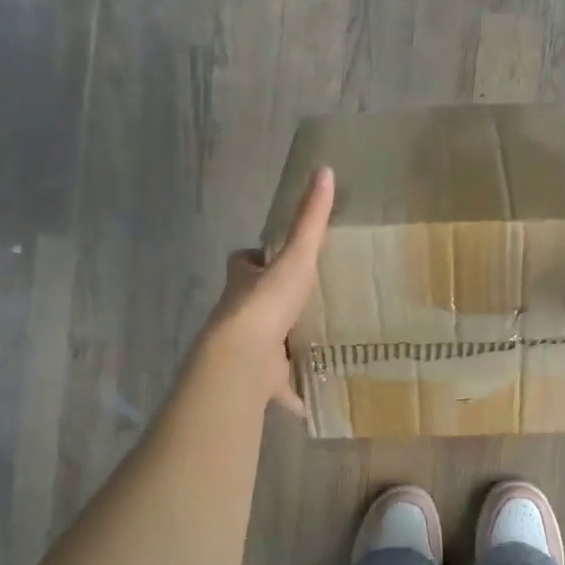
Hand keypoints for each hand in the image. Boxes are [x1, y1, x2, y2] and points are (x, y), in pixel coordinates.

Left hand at [202, 166, 334, 413]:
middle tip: (307, 303)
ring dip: (284, 346)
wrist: (243, 359)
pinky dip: (295, 392)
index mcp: (244, 283)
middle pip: (254, 304)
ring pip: (267, 345)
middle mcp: (240, 314)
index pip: (245, 262)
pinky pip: (281, 386)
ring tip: (319, 342)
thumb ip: (310, 219)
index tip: (278, 258)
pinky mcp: (261, 381)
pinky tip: (316, 395)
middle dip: (274, 304)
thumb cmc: (267, 303)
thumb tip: (324, 170)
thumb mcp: (295, 256)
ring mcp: (249, 350)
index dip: (257, 259)